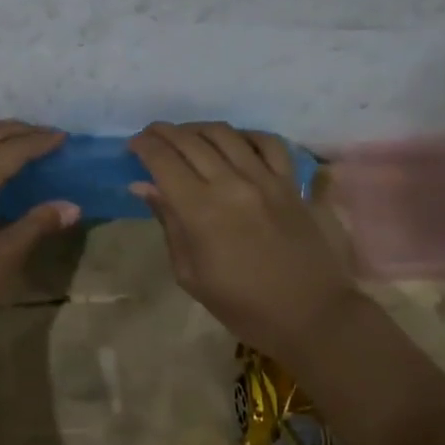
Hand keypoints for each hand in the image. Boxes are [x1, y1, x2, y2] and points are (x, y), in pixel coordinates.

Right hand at [128, 121, 356, 357]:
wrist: (311, 316)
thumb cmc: (242, 305)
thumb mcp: (190, 274)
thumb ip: (169, 223)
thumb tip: (144, 186)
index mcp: (201, 211)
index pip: (163, 160)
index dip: (144, 146)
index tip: (133, 145)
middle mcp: (232, 184)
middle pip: (190, 140)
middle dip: (164, 132)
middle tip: (151, 136)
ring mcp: (266, 179)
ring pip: (225, 134)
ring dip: (198, 128)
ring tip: (186, 136)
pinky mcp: (292, 183)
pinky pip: (268, 143)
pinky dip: (246, 135)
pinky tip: (235, 142)